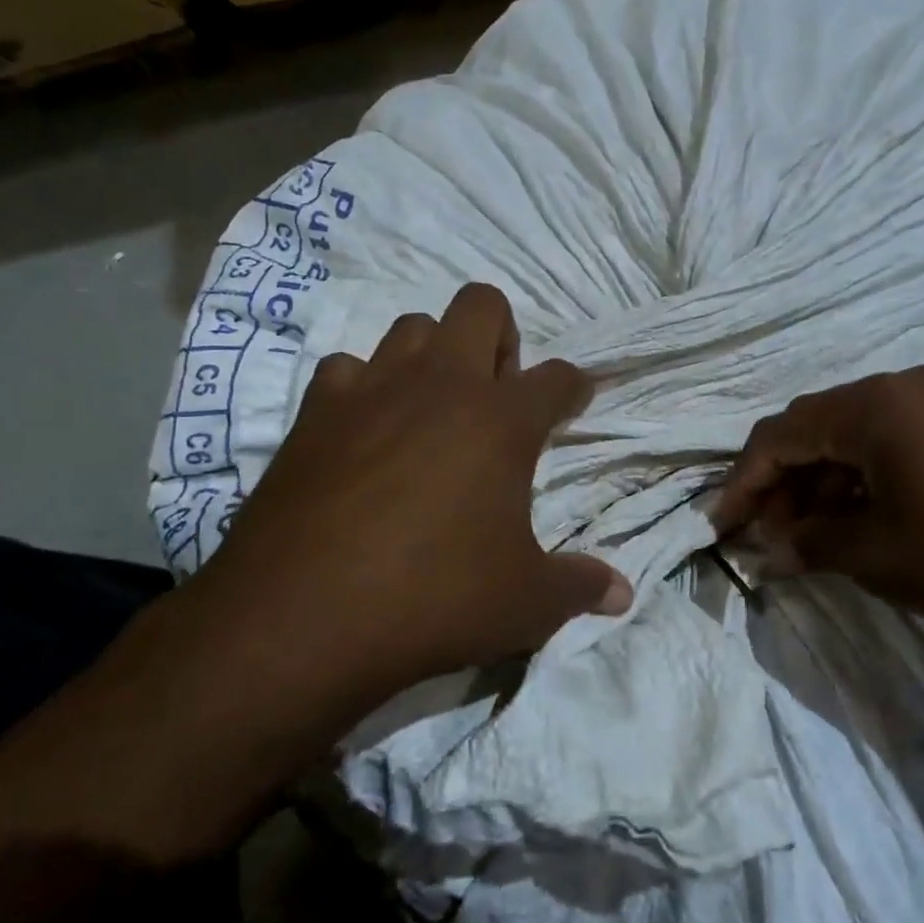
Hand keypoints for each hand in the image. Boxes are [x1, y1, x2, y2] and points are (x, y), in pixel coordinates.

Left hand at [183, 283, 630, 691]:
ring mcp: (372, 389)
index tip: (575, 399)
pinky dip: (363, 389)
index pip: (558, 378)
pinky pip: (346, 370)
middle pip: (481, 306)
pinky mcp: (314, 412)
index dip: (574, 387)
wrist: (300, 616)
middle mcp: (440, 384)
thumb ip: (578, 588)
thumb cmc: (433, 599)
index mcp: (501, 420)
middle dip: (501, 335)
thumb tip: (623, 595)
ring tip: (432, 407)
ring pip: (412, 326)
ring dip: (432, 354)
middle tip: (498, 393)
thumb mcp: (523, 604)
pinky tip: (363, 431)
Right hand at [714, 366, 923, 649]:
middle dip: (785, 483)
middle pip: (818, 428)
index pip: (780, 434)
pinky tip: (872, 520)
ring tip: (819, 537)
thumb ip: (811, 544)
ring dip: (828, 483)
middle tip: (772, 537)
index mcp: (874, 405)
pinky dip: (871, 479)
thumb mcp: (881, 557)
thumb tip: (773, 547)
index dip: (743, 482)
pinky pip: (902, 442)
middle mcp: (908, 386)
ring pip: (860, 436)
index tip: (723, 528)